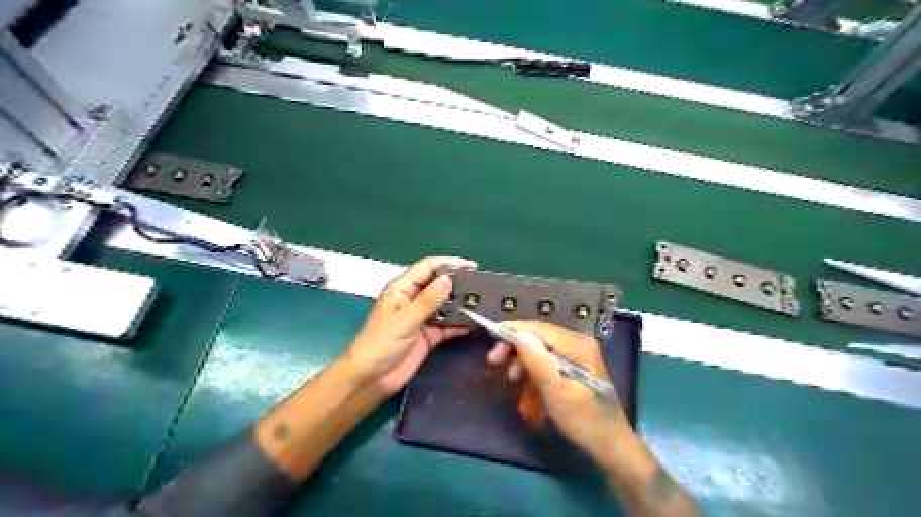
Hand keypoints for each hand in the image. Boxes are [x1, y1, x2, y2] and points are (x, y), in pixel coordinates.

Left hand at [343, 257, 473, 396]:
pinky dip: (459, 324)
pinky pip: (447, 325)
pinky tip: (474, 323)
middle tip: (481, 286)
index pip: (428, 267)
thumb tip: (449, 279)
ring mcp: (422, 318)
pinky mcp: (428, 335)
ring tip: (483, 303)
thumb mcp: (405, 320)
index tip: (472, 266)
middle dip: (458, 283)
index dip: (449, 263)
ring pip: (445, 305)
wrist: (371, 379)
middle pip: (438, 285)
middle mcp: (413, 300)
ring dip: (461, 304)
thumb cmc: (381, 344)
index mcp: (402, 289)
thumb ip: (428, 300)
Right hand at [489, 321, 633, 466]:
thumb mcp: (557, 392)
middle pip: (539, 335)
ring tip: (510, 377)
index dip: (512, 330)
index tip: (489, 337)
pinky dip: (533, 366)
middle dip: (514, 345)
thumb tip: (518, 333)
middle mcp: (578, 342)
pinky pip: (548, 357)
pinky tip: (524, 379)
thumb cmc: (583, 420)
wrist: (610, 444)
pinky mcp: (575, 365)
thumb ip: (537, 361)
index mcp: (576, 345)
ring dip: (522, 357)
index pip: (538, 328)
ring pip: (541, 346)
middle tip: (493, 361)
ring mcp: (578, 353)